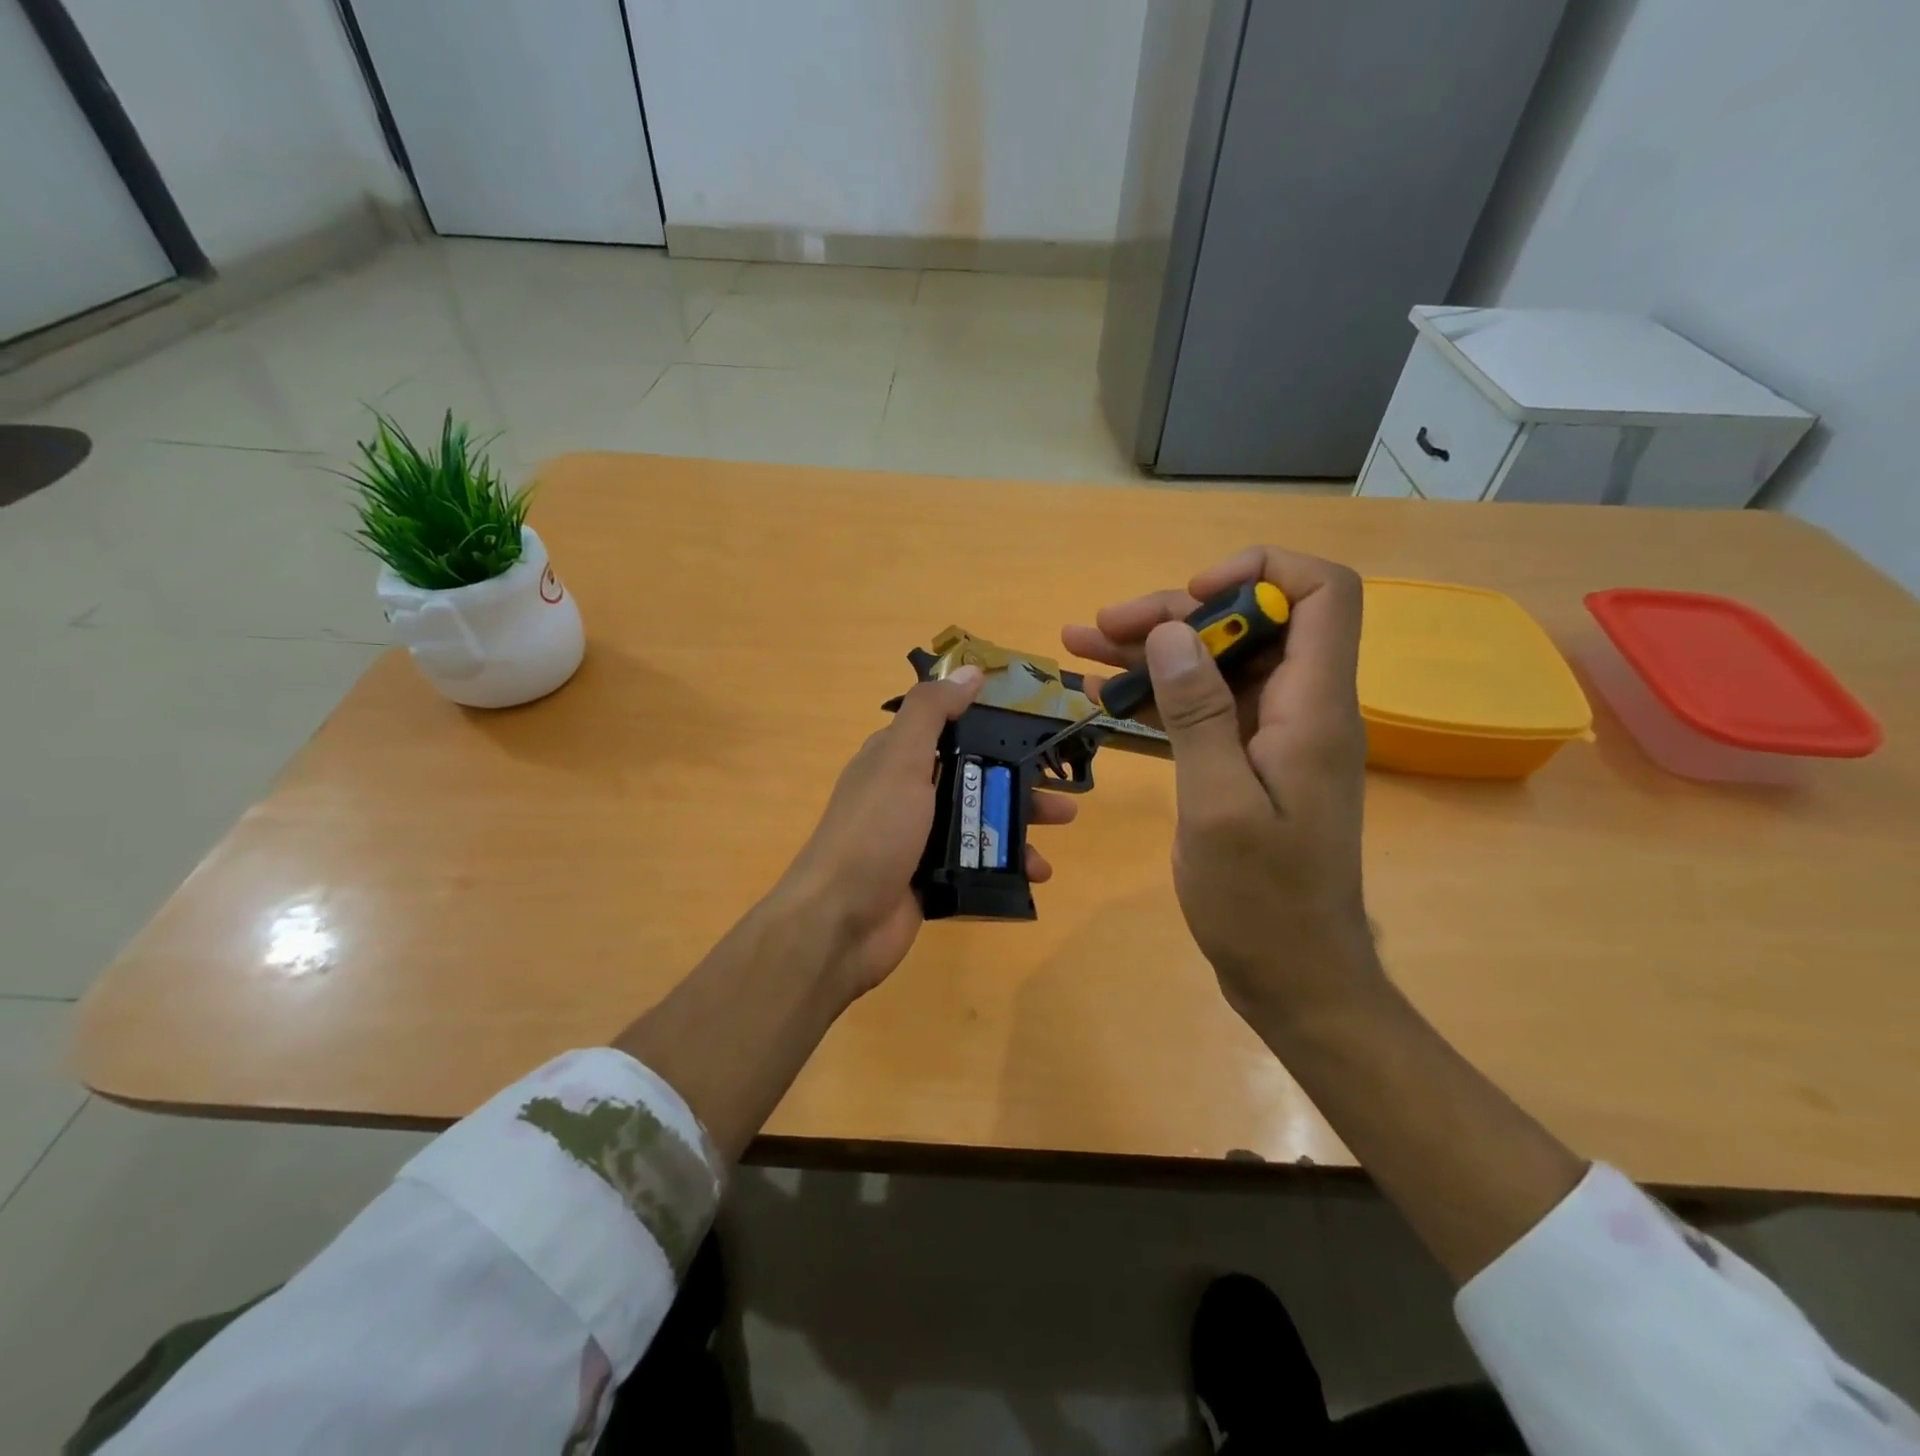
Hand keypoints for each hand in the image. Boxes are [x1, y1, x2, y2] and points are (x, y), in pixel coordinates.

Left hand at [778, 665, 1079, 1001]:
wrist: (840, 923)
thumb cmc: (874, 831)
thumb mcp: (900, 759)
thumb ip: (932, 712)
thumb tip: (970, 670)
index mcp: (897, 758)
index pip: (949, 728)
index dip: (990, 722)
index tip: (1036, 722)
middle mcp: (908, 794)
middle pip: (974, 775)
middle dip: (1019, 778)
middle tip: (1061, 784)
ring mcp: (920, 839)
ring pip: (980, 819)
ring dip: (1021, 821)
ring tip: (1062, 826)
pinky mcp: (931, 879)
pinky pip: (978, 862)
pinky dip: (1009, 864)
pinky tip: (1038, 873)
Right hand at [1062, 547, 1380, 1028]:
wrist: (1292, 975)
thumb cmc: (1260, 900)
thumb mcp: (1218, 805)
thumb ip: (1199, 713)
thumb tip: (1173, 630)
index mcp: (1313, 709)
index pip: (1322, 594)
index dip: (1261, 572)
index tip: (1192, 597)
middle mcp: (1301, 708)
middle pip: (1250, 625)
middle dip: (1175, 614)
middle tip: (1099, 627)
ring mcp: (1274, 735)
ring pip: (1218, 663)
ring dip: (1153, 651)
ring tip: (1081, 646)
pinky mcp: (1249, 761)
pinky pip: (1205, 707)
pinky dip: (1158, 695)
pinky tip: (1103, 696)